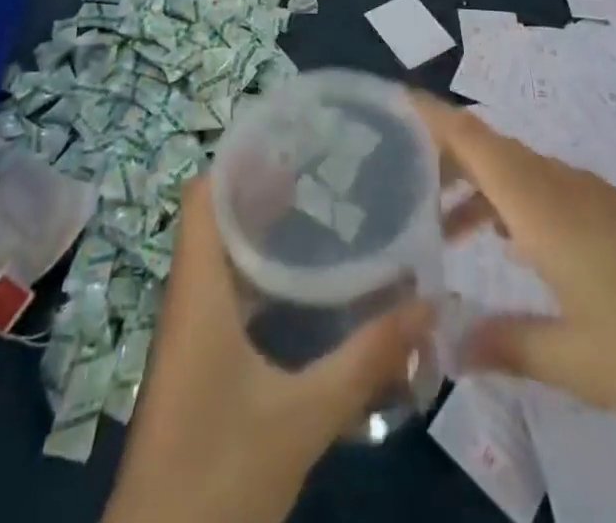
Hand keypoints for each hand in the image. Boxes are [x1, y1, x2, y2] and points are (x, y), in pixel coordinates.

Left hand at [103, 176, 431, 522]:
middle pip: (214, 217)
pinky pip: (225, 294)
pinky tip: (303, 289)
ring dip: (261, 231)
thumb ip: (365, 360)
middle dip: (261, 189)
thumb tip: (428, 305)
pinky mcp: (198, 362)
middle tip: (321, 172)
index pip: (202, 196)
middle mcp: (188, 297)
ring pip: (219, 256)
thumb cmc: (220, 473)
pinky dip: (259, 275)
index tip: (291, 142)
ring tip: (320, 212)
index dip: (238, 160)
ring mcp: (189, 332)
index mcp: (198, 291)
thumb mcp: (303, 416)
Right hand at [419, 91, 615, 440]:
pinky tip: (508, 251)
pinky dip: (509, 206)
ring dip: (473, 188)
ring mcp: (594, 198)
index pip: (470, 136)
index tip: (385, 102)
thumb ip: (508, 344)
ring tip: (437, 230)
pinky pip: (545, 193)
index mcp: (541, 201)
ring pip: (515, 172)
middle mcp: (561, 184)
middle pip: (486, 147)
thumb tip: (445, 344)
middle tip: (390, 182)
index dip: (425, 114)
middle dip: (437, 156)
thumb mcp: (580, 360)